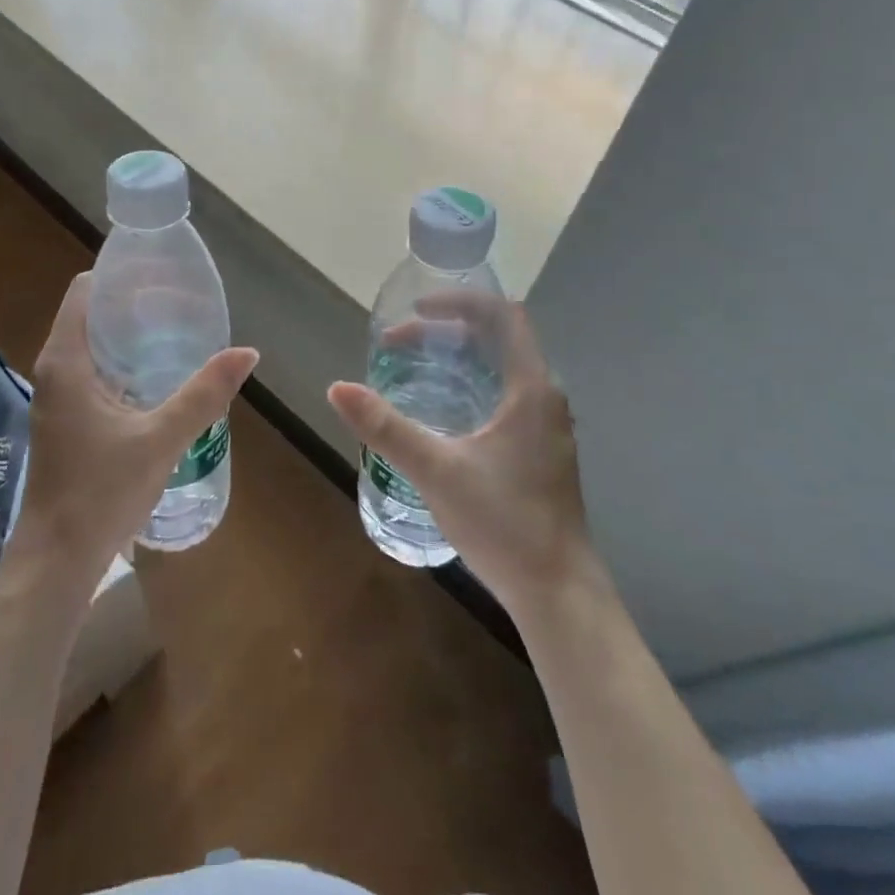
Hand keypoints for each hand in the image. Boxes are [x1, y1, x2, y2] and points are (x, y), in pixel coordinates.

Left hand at [18, 273, 258, 582]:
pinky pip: (93, 373)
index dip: (120, 276)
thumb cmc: (101, 491)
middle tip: (181, 305)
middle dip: (132, 306)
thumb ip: (204, 394)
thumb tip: (247, 353)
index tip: (161, 276)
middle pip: (91, 315)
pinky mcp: (65, 419)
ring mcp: (57, 397)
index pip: (85, 291)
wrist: (58, 556)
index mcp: (65, 361)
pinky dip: (122, 365)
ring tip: (177, 334)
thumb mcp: (160, 439)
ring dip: (128, 338)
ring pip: (92, 347)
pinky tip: (158, 379)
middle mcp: (54, 370)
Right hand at [327, 294, 590, 610]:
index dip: (458, 301)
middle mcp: (543, 397)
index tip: (415, 310)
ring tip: (409, 368)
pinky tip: (438, 410)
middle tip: (396, 345)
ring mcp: (544, 424)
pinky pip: (502, 393)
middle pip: (498, 337)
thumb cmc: (504, 523)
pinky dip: (468, 383)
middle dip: (446, 330)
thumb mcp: (437, 470)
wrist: (557, 592)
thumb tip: (337, 388)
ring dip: (457, 357)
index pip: (502, 315)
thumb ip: (386, 427)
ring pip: (500, 367)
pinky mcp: (538, 448)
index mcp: (531, 389)